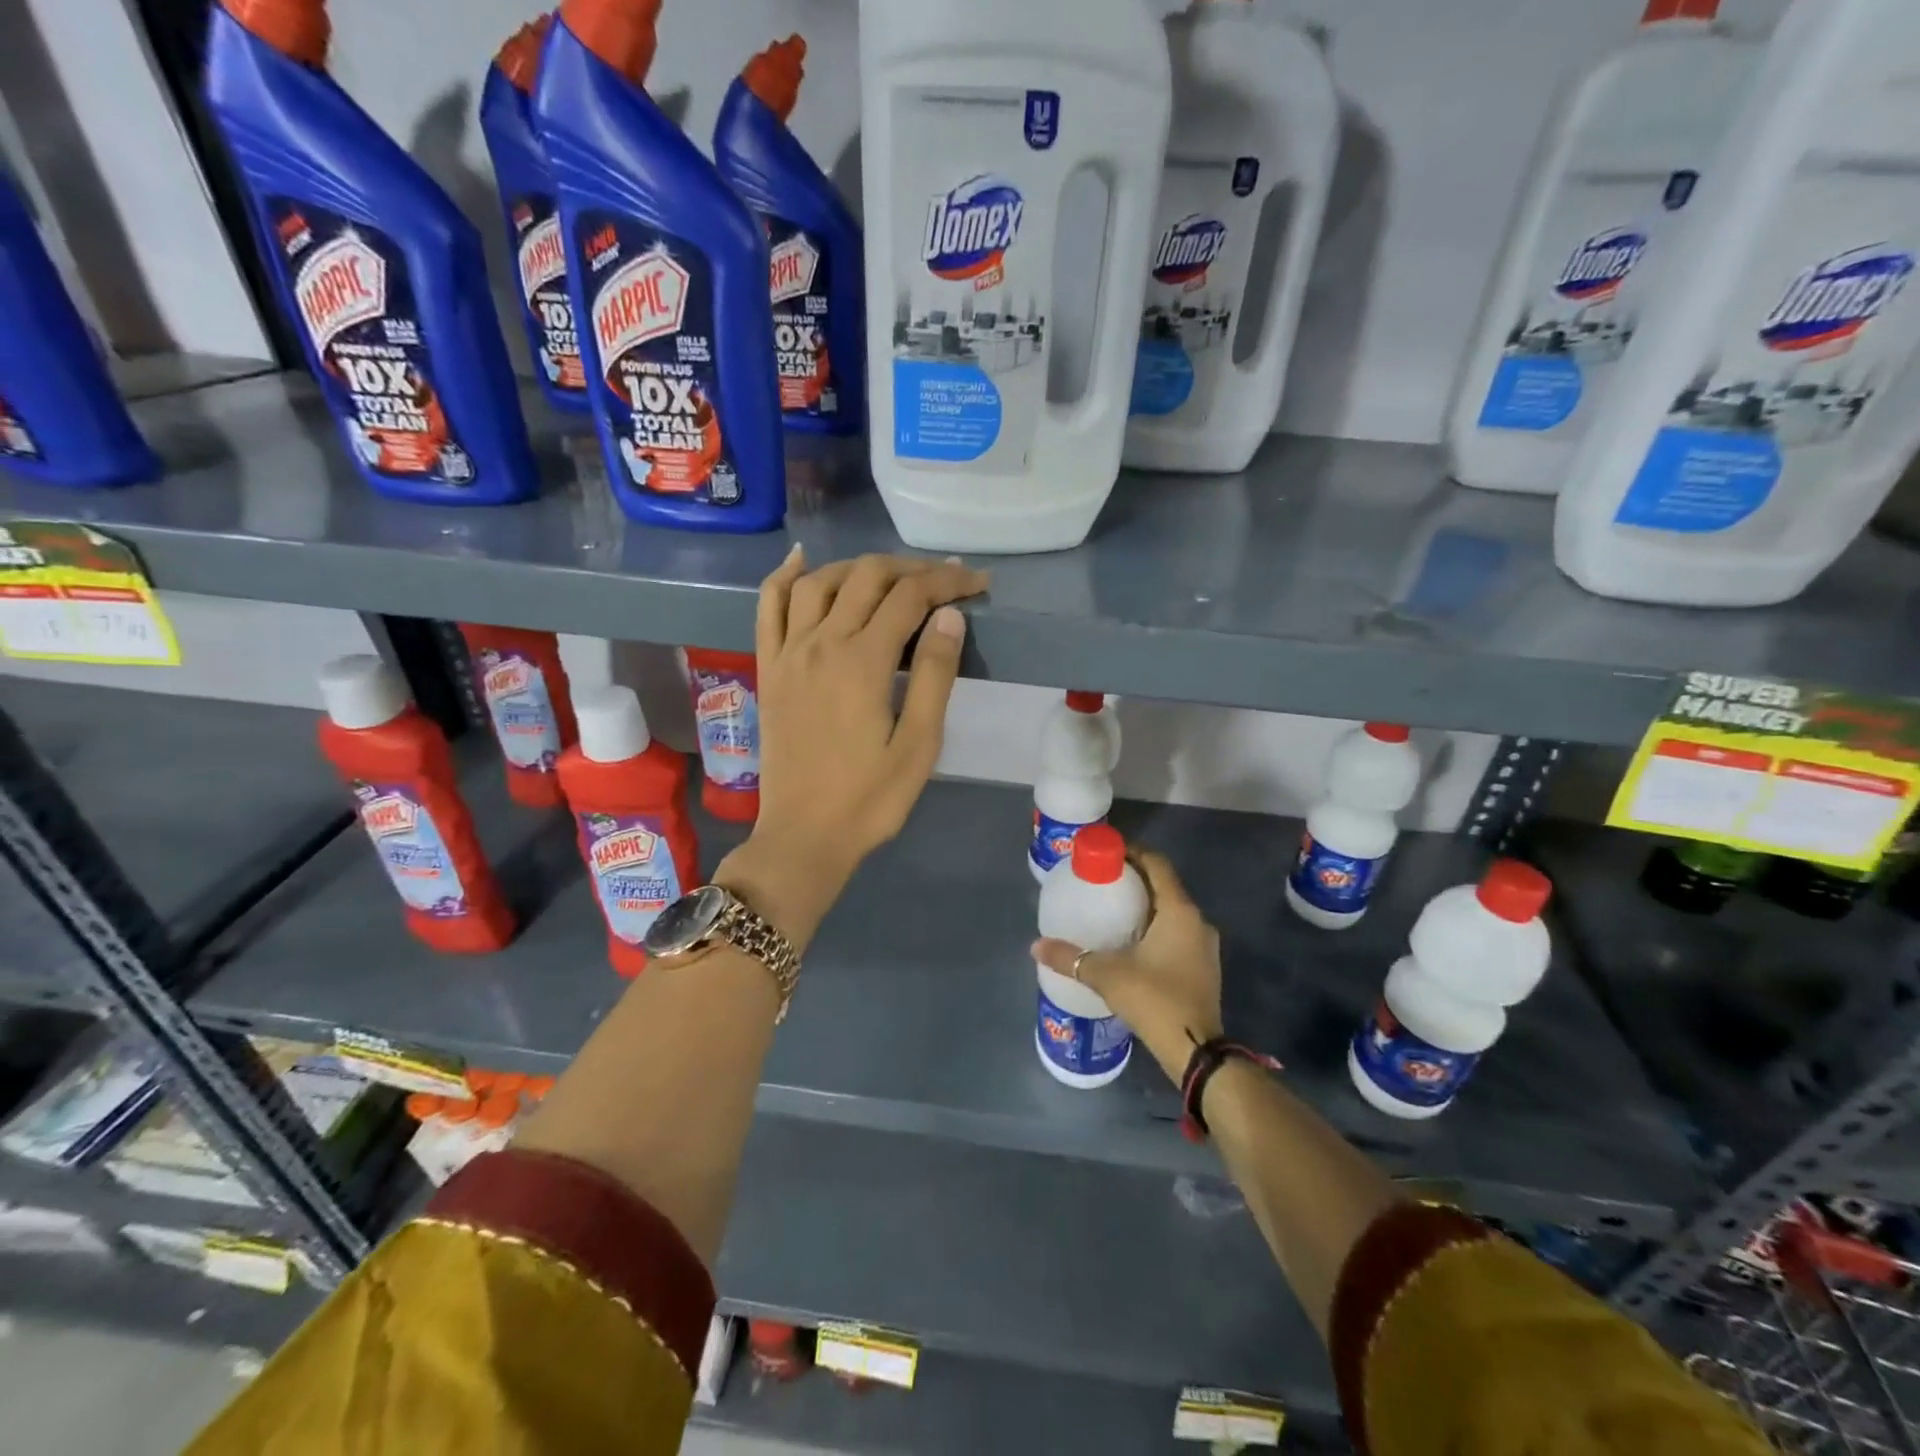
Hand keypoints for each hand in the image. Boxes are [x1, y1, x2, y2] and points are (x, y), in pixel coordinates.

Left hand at [716, 547, 988, 948]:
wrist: (804, 835)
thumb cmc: (870, 799)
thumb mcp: (919, 745)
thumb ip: (936, 676)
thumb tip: (949, 616)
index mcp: (863, 662)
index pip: (910, 597)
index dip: (948, 582)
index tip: (978, 584)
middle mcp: (821, 643)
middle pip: (867, 577)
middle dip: (911, 569)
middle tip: (944, 581)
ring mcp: (788, 653)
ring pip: (820, 582)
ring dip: (859, 567)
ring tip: (891, 577)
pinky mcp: (768, 668)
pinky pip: (768, 607)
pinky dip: (785, 576)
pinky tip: (802, 560)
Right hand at [1031, 850, 1222, 1082]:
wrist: (1196, 1052)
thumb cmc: (1155, 1000)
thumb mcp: (1107, 974)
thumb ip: (1071, 957)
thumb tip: (1036, 946)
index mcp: (1179, 911)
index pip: (1157, 864)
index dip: (1132, 853)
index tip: (1105, 853)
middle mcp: (1197, 921)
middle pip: (1164, 886)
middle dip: (1134, 880)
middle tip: (1101, 881)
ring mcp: (1203, 946)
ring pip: (1171, 911)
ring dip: (1145, 905)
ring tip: (1111, 909)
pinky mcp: (1202, 967)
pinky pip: (1177, 933)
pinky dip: (1155, 928)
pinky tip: (1130, 941)